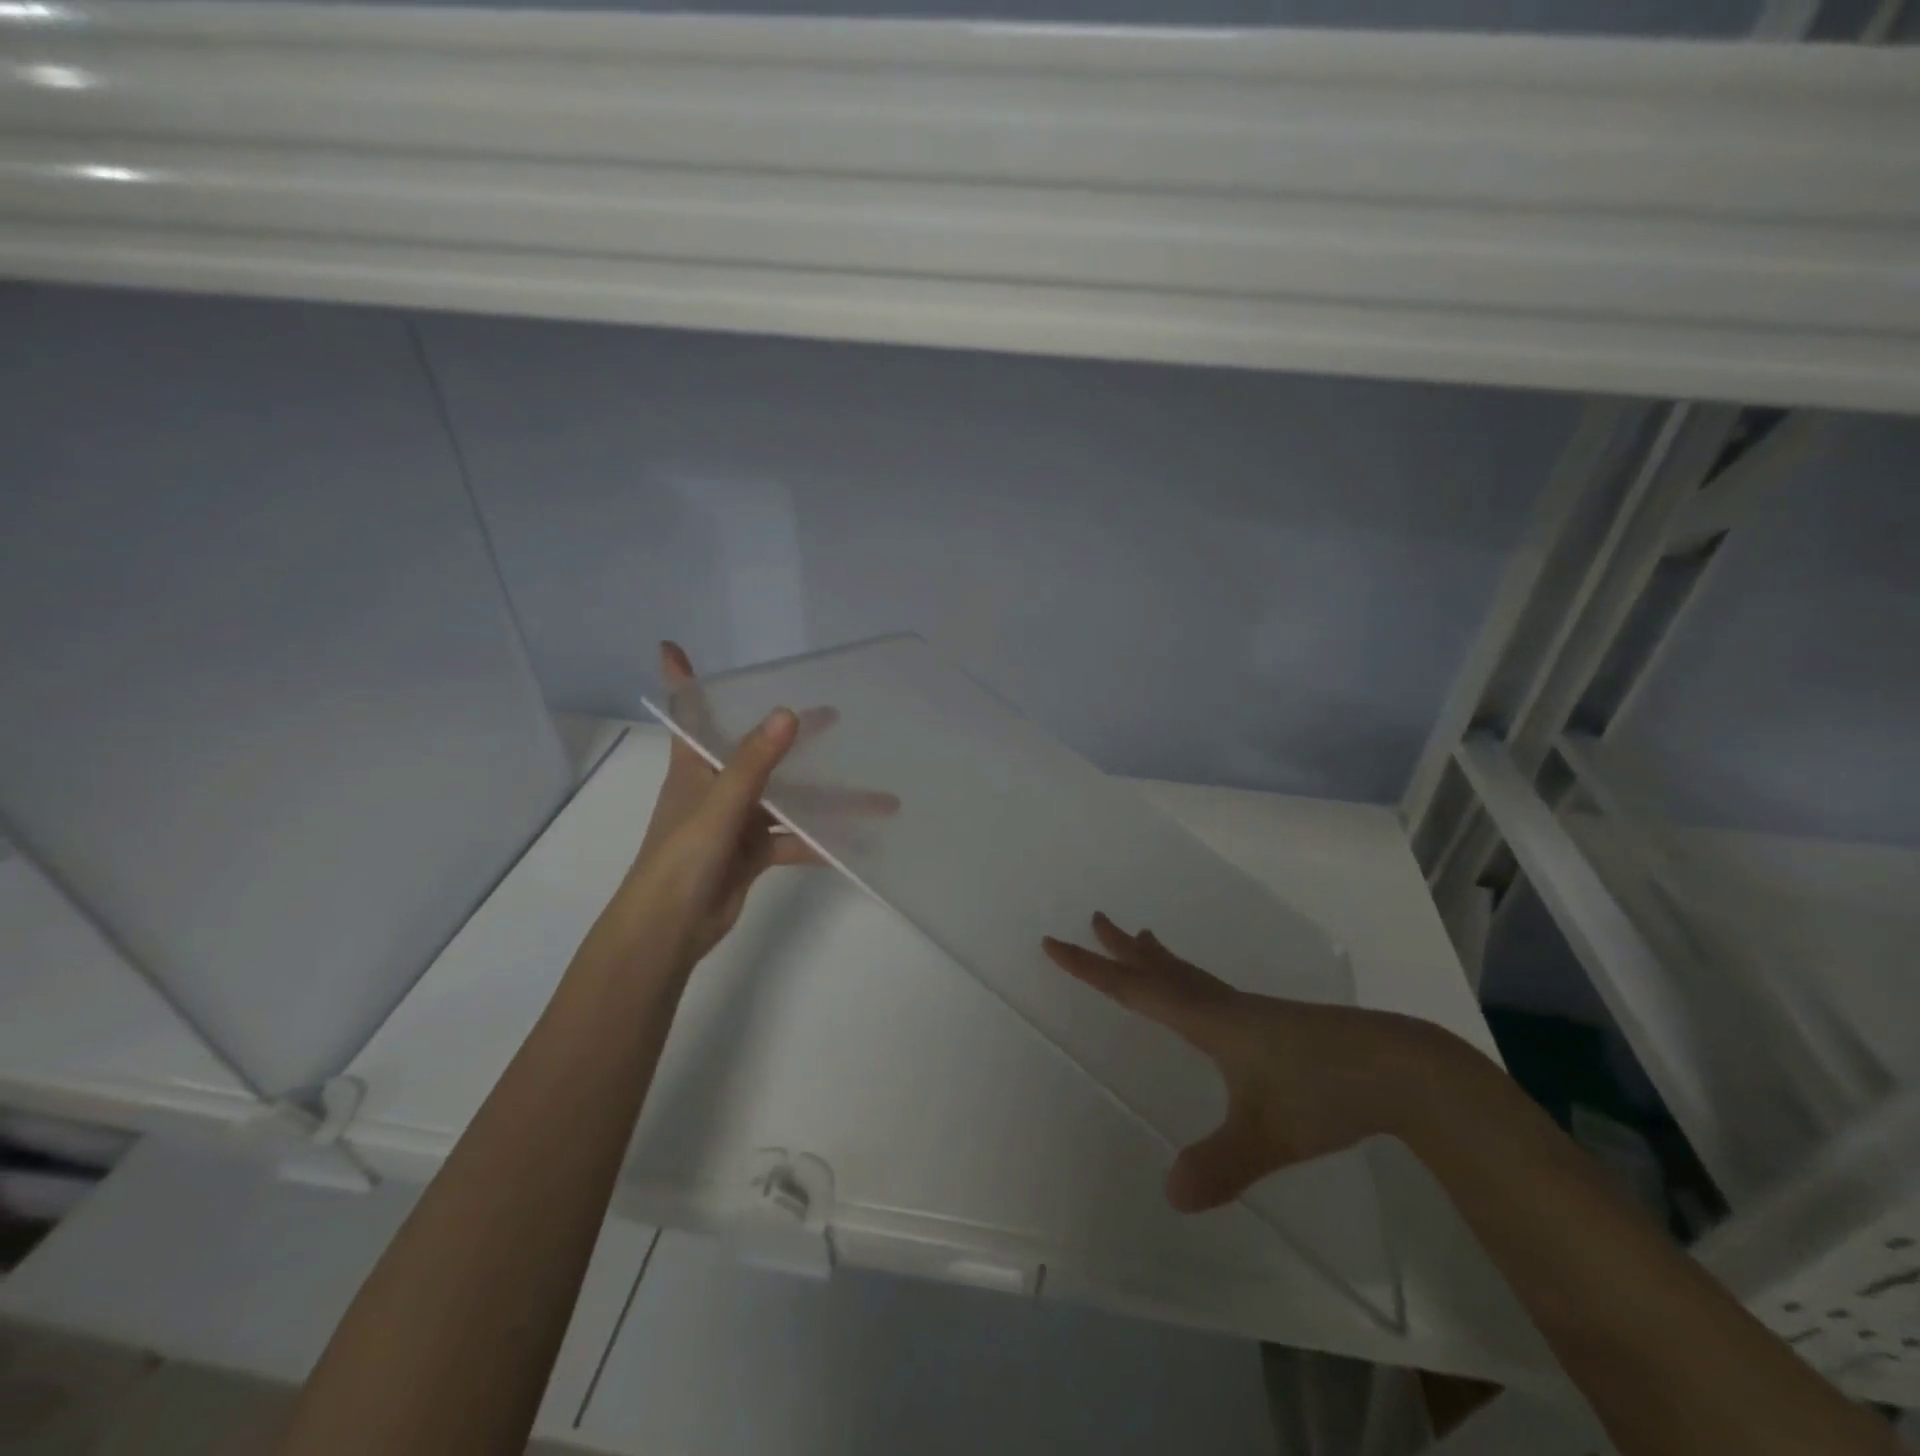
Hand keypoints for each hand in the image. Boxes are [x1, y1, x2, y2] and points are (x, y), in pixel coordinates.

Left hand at [610, 642, 825, 971]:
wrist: (669, 931)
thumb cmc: (682, 858)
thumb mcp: (719, 805)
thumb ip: (754, 762)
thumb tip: (789, 713)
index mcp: (695, 766)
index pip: (688, 713)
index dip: (682, 679)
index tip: (673, 647)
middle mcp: (716, 787)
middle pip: (755, 750)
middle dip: (790, 734)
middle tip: (832, 714)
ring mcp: (736, 821)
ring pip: (787, 799)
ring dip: (827, 799)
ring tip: (879, 797)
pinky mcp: (751, 852)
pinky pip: (793, 839)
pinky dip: (821, 841)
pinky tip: (856, 843)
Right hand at [1043, 913, 1435, 1211]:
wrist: (1400, 1068)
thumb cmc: (1324, 1092)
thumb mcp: (1267, 1136)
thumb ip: (1219, 1164)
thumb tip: (1170, 1195)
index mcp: (1208, 1020)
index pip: (1135, 990)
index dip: (1091, 969)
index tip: (1055, 944)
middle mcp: (1222, 1007)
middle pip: (1160, 969)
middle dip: (1121, 949)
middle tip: (1095, 920)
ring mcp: (1251, 1011)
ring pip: (1189, 975)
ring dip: (1157, 958)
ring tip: (1140, 938)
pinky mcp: (1274, 1022)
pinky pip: (1212, 989)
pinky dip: (1188, 978)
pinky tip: (1208, 1000)